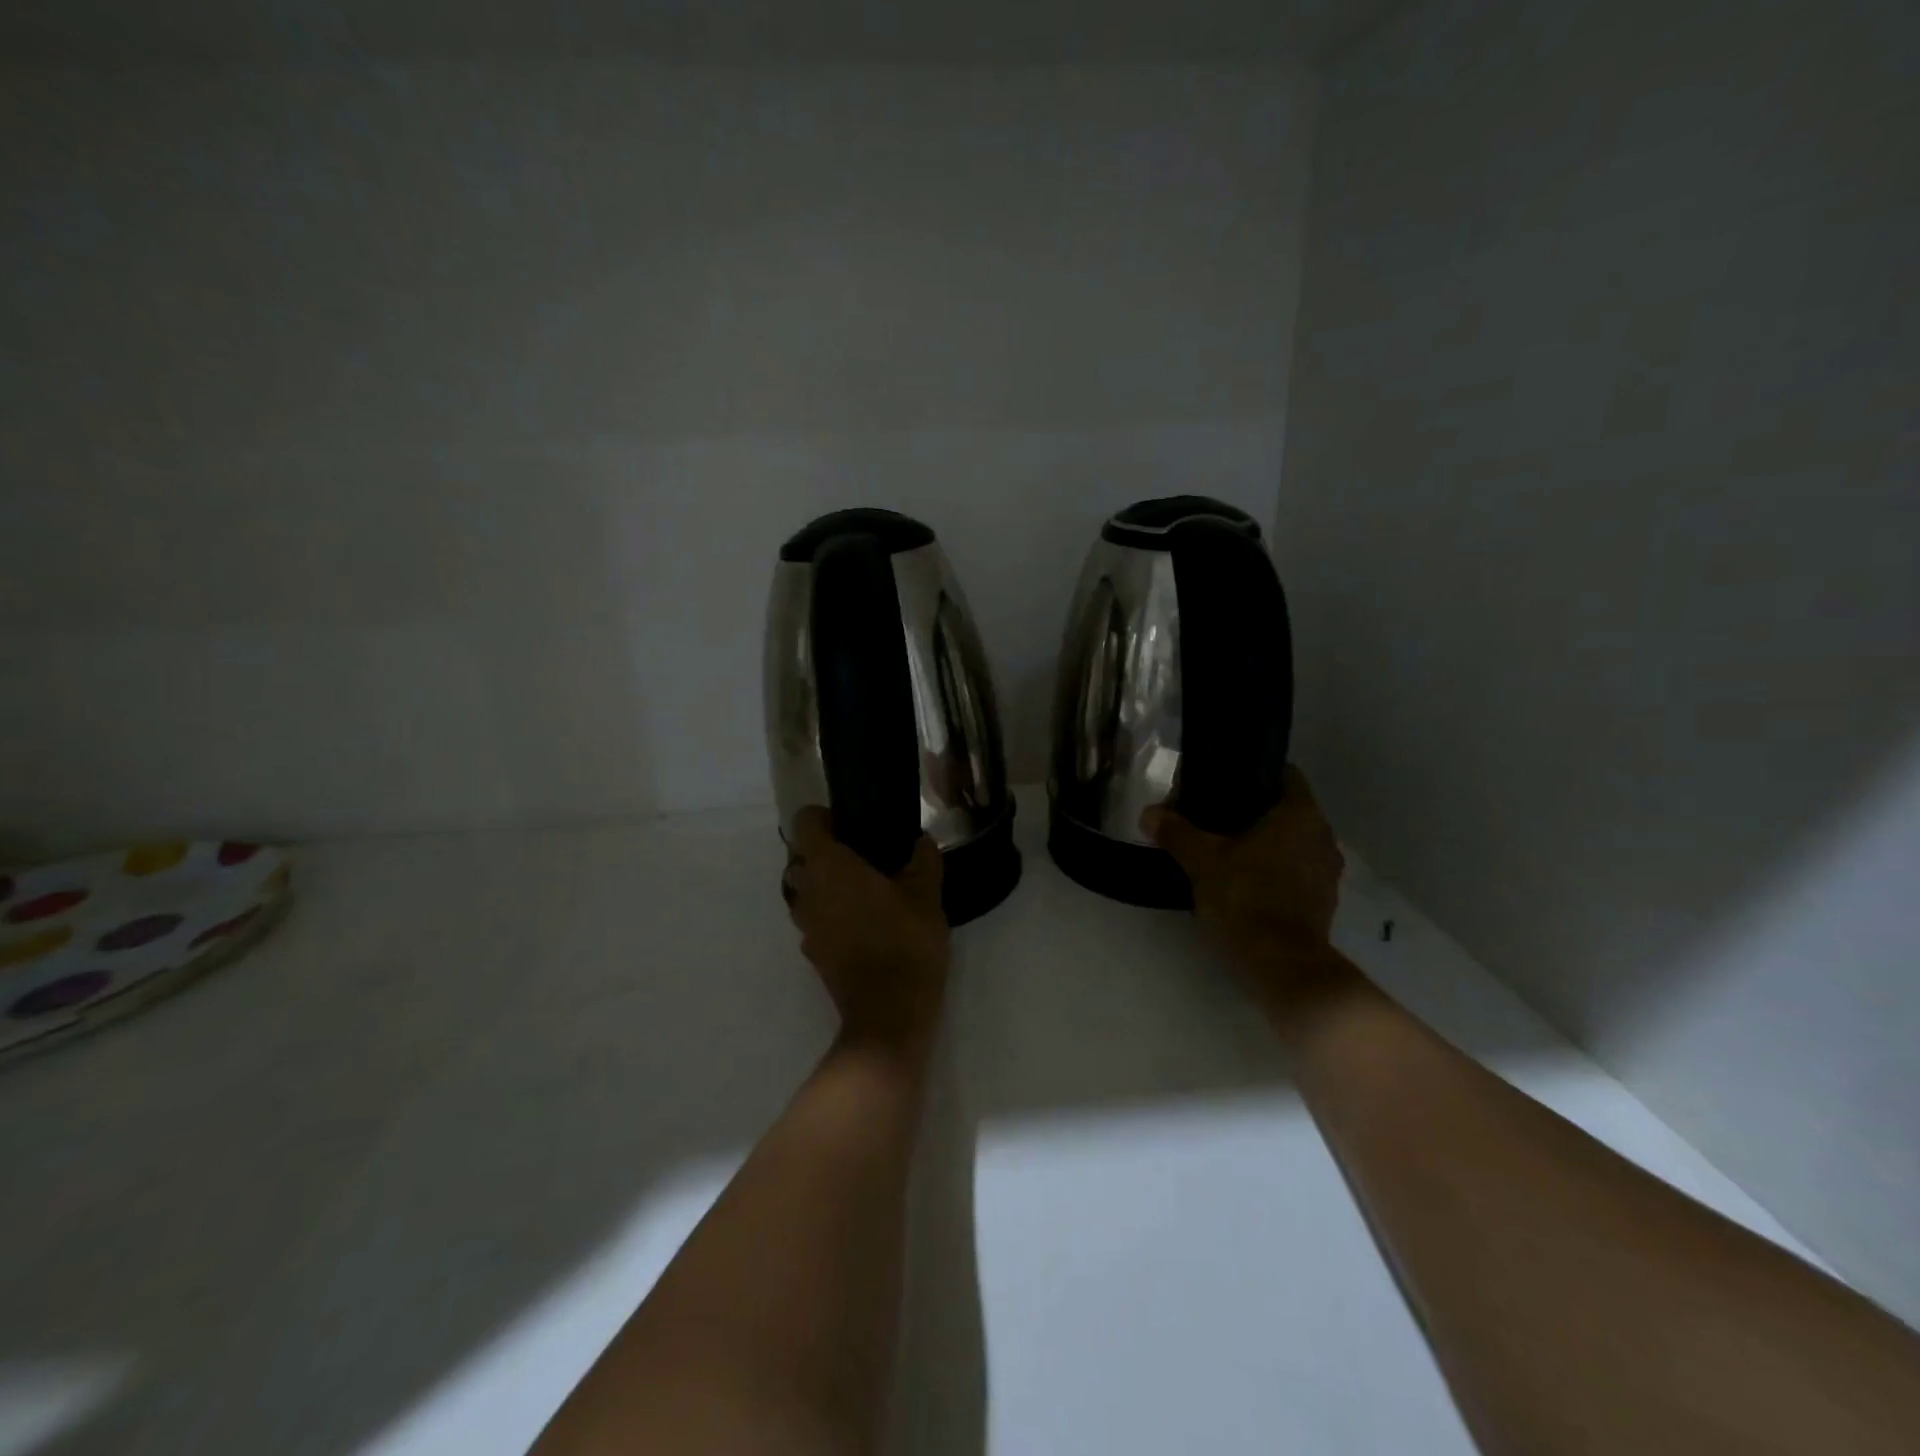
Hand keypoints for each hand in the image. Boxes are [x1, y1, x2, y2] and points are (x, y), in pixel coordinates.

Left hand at [783, 806, 949, 1053]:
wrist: (889, 1015)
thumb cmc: (905, 942)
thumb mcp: (926, 895)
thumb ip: (923, 860)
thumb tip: (921, 840)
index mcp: (829, 867)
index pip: (805, 823)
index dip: (824, 816)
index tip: (850, 821)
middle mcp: (807, 892)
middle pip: (801, 858)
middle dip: (826, 852)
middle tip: (864, 854)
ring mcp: (806, 926)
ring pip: (805, 892)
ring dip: (827, 885)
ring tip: (866, 889)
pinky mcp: (814, 954)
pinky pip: (816, 920)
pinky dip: (832, 914)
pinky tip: (866, 923)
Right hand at [1143, 766, 1345, 984]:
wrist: (1282, 964)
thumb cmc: (1246, 898)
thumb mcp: (1202, 862)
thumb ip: (1177, 833)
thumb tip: (1149, 813)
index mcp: (1300, 815)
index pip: (1286, 775)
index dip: (1257, 774)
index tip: (1227, 782)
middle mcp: (1323, 836)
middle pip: (1289, 810)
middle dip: (1257, 811)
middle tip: (1218, 816)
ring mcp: (1327, 871)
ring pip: (1296, 842)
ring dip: (1269, 843)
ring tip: (1230, 848)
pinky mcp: (1324, 901)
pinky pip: (1299, 871)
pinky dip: (1278, 869)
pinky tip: (1248, 880)